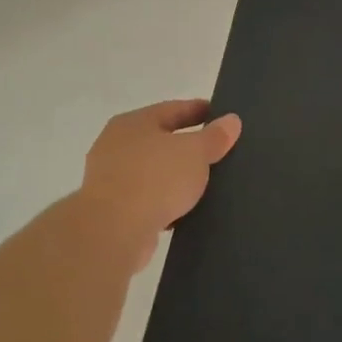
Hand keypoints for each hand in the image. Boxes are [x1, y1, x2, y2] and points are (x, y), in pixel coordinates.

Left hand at [79, 100, 241, 267]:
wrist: (113, 231)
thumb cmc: (155, 179)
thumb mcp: (195, 152)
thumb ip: (214, 136)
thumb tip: (231, 120)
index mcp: (133, 122)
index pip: (172, 109)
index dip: (198, 110)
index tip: (220, 115)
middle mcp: (116, 145)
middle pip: (160, 139)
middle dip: (187, 145)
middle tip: (216, 149)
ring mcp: (110, 179)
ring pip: (153, 171)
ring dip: (175, 176)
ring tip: (205, 182)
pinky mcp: (112, 210)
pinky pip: (147, 199)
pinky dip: (165, 201)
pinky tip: (185, 210)